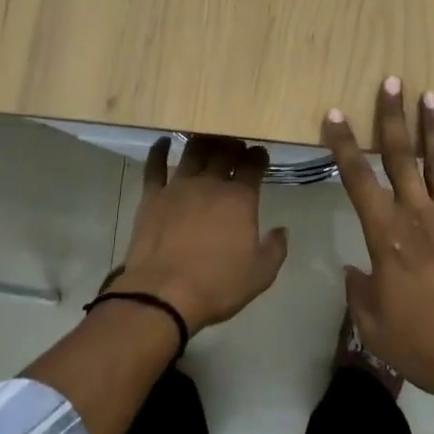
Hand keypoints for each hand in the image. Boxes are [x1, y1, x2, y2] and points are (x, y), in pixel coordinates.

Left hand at [110, 134, 287, 335]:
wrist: (163, 294)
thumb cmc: (217, 285)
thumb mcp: (260, 275)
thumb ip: (276, 249)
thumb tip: (281, 230)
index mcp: (240, 199)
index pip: (253, 166)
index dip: (258, 156)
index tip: (260, 154)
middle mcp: (210, 184)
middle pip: (224, 153)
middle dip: (234, 145)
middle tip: (236, 145)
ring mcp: (178, 187)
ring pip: (193, 152)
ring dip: (203, 142)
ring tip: (207, 139)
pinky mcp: (152, 196)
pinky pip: (154, 166)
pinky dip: (158, 151)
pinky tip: (162, 142)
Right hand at [323, 78, 433, 421]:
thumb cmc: (429, 346)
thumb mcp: (376, 329)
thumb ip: (360, 294)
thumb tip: (353, 271)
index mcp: (387, 236)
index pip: (359, 179)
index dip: (344, 145)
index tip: (335, 114)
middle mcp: (420, 215)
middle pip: (403, 157)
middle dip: (393, 117)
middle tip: (392, 82)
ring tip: (430, 95)